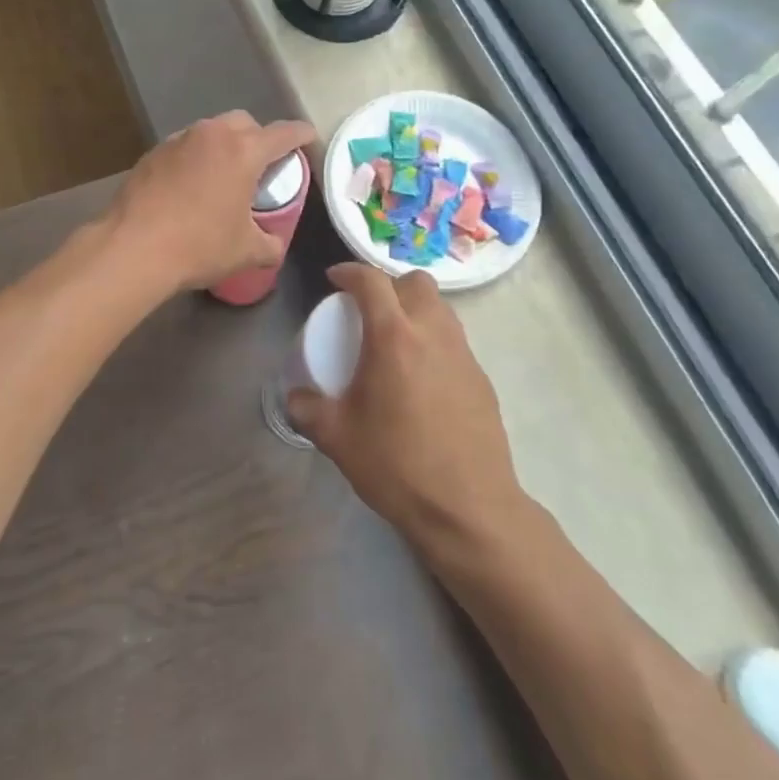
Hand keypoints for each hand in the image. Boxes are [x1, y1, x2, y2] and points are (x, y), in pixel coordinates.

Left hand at [104, 111, 315, 292]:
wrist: (133, 248)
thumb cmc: (199, 245)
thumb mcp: (245, 252)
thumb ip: (269, 245)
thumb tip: (274, 246)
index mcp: (244, 151)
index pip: (284, 133)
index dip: (301, 135)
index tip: (308, 138)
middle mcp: (212, 135)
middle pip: (244, 122)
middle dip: (258, 137)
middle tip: (261, 165)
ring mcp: (178, 140)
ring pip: (210, 131)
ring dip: (223, 146)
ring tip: (223, 175)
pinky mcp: (152, 153)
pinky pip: (184, 147)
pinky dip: (195, 158)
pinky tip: (190, 186)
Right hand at [289, 263, 524, 552]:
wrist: (468, 508)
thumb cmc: (397, 465)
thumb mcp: (337, 438)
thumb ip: (308, 410)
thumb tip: (296, 397)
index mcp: (394, 337)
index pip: (372, 281)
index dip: (349, 271)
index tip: (334, 280)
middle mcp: (434, 334)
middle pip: (417, 282)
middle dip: (390, 285)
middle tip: (368, 311)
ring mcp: (464, 355)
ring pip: (441, 309)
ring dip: (415, 310)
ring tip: (393, 342)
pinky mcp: (482, 379)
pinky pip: (454, 341)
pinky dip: (433, 342)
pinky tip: (420, 380)